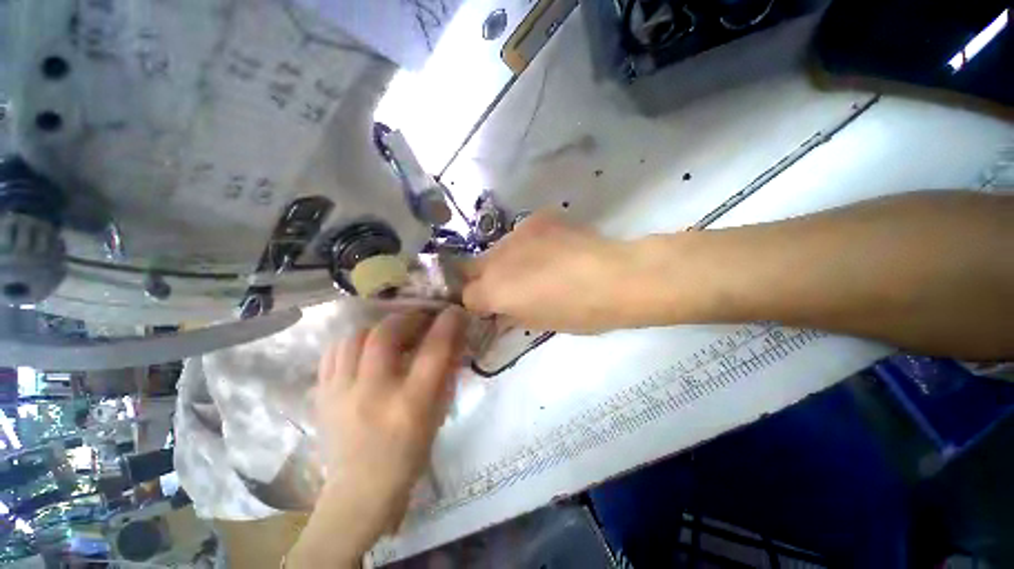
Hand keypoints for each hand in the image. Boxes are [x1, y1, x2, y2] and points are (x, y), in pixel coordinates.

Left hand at [290, 307, 466, 566]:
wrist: (359, 491)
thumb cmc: (409, 455)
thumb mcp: (438, 416)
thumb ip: (446, 374)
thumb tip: (452, 339)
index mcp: (410, 405)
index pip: (433, 351)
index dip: (447, 324)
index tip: (454, 311)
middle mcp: (372, 394)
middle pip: (385, 335)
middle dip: (407, 318)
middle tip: (418, 319)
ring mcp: (340, 394)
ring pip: (354, 337)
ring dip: (378, 327)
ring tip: (391, 331)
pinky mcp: (320, 396)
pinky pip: (333, 352)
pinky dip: (352, 341)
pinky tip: (364, 346)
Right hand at [463, 213, 641, 332]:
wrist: (617, 277)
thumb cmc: (578, 313)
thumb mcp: (538, 323)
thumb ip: (509, 314)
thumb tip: (500, 310)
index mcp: (494, 290)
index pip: (467, 296)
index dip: (479, 304)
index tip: (493, 307)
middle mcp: (496, 258)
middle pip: (471, 266)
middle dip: (482, 279)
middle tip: (507, 286)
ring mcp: (516, 233)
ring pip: (497, 249)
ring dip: (506, 260)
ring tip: (536, 266)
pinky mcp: (537, 218)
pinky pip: (522, 234)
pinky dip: (528, 245)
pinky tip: (553, 250)